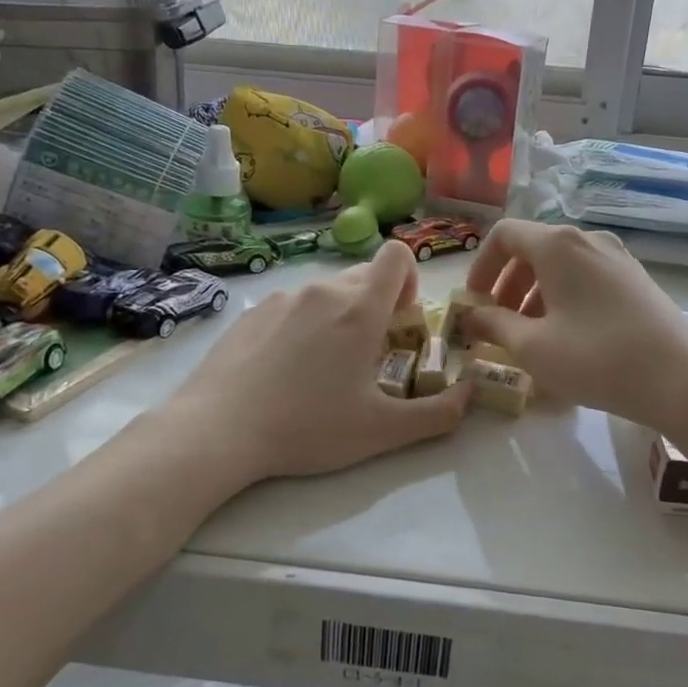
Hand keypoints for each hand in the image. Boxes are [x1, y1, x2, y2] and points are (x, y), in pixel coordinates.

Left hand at [167, 240, 472, 486]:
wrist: (217, 430)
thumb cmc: (308, 427)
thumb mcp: (382, 431)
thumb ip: (438, 414)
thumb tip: (470, 395)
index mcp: (360, 309)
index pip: (397, 255)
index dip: (409, 278)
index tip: (402, 319)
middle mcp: (323, 291)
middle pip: (364, 275)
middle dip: (377, 304)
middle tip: (369, 353)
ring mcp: (282, 298)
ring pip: (326, 292)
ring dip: (339, 316)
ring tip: (323, 367)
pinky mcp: (251, 312)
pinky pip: (292, 305)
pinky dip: (302, 325)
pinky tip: (284, 369)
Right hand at [460, 220, 687, 430]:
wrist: (681, 380)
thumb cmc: (596, 358)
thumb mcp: (532, 346)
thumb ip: (493, 325)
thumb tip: (470, 317)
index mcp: (558, 245)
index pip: (504, 235)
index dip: (480, 266)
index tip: (473, 302)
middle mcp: (588, 240)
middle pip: (533, 249)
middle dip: (507, 285)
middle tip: (497, 324)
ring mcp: (618, 258)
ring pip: (561, 267)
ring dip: (534, 295)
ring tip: (529, 336)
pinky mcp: (636, 281)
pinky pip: (586, 279)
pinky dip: (563, 299)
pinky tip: (566, 338)